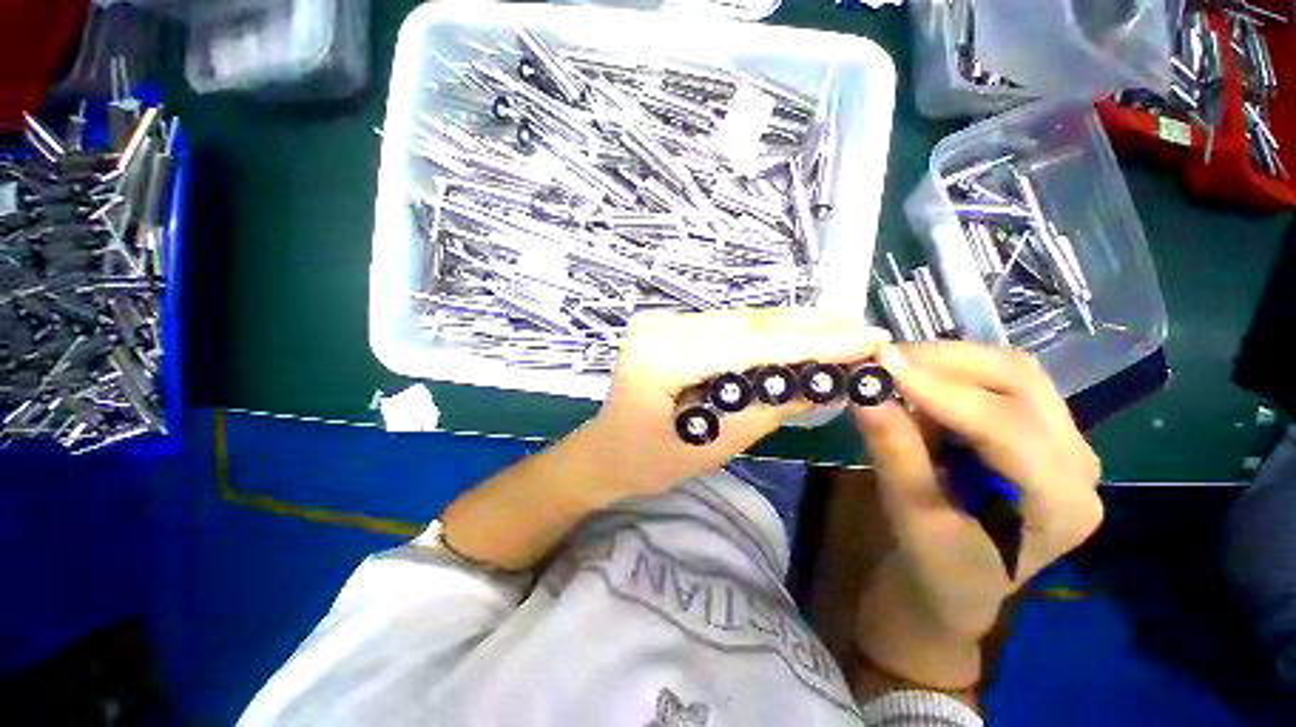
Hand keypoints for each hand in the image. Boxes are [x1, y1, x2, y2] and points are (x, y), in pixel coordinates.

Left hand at [576, 307, 889, 501]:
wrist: (603, 452)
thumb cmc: (648, 462)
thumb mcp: (712, 446)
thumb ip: (766, 410)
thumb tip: (822, 384)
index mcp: (661, 360)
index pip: (749, 345)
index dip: (811, 343)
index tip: (866, 339)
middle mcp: (659, 328)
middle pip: (746, 324)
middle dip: (808, 328)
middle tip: (862, 330)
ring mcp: (659, 322)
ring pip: (738, 319)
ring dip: (789, 325)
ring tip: (840, 330)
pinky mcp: (665, 325)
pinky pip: (723, 325)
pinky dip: (761, 331)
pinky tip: (794, 333)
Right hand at [851, 342, 1101, 687]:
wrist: (958, 582)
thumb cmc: (937, 565)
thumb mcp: (911, 516)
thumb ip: (894, 452)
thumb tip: (864, 393)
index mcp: (1061, 504)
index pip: (1007, 428)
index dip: (940, 391)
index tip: (880, 363)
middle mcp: (1078, 463)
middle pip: (1020, 381)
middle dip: (944, 361)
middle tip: (881, 358)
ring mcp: (1064, 441)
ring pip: (1012, 371)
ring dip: (947, 361)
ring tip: (893, 367)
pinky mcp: (1039, 429)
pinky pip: (999, 380)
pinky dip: (950, 371)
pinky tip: (916, 381)